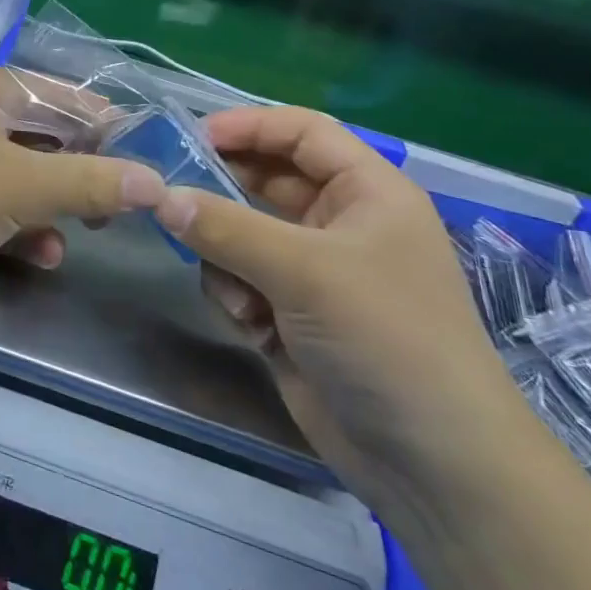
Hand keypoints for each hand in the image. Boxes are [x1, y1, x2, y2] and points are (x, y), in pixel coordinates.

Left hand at [0, 65, 165, 312]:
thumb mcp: (19, 186)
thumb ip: (89, 183)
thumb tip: (158, 183)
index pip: (64, 96)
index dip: (109, 126)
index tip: (152, 162)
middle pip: (47, 137)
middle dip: (85, 172)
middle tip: (125, 207)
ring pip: (26, 176)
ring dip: (57, 205)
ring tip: (91, 232)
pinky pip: (0, 207)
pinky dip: (25, 227)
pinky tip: (46, 255)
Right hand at [153, 106, 539, 519]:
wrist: (431, 463)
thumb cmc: (386, 338)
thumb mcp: (304, 270)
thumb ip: (225, 226)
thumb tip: (160, 196)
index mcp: (367, 193)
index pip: (302, 132)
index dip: (248, 125)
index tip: (188, 136)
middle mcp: (340, 224)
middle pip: (266, 182)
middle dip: (221, 193)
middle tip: (170, 197)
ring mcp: (315, 272)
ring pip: (242, 234)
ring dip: (226, 257)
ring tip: (238, 295)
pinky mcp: (292, 315)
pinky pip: (240, 279)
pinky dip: (235, 296)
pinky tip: (251, 327)